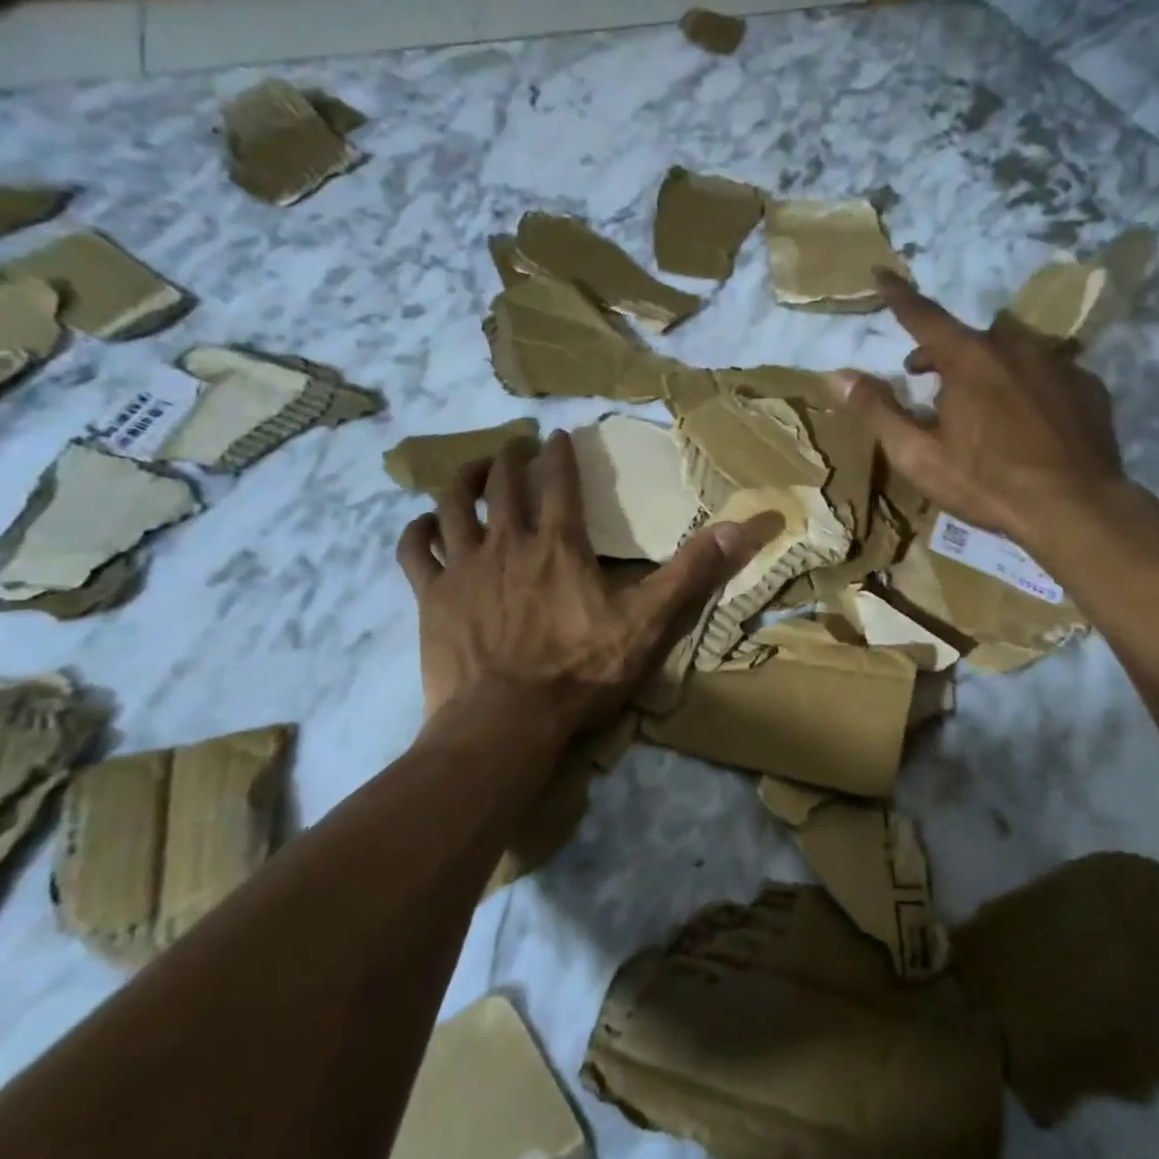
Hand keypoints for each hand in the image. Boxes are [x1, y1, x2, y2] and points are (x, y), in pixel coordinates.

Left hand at [397, 432, 769, 733]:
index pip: (560, 482)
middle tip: (515, 446)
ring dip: (462, 480)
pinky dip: (418, 531)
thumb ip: (691, 573)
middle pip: (502, 484)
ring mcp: (464, 568)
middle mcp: (508, 543)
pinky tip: (424, 525)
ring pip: (454, 506)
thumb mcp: (648, 623)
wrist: (506, 722)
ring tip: (472, 469)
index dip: (560, 454)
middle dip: (510, 457)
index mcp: (559, 545)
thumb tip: (743, 527)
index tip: (558, 436)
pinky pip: (415, 551)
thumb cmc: (580, 672)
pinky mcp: (432, 597)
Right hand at [833, 270, 1128, 546]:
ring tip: (981, 404)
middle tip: (928, 381)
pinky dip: (1027, 384)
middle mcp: (1015, 346)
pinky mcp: (1087, 385)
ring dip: (988, 366)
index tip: (880, 273)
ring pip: (1011, 349)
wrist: (1074, 508)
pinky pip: (1046, 371)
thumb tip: (840, 376)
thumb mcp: (918, 456)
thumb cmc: (986, 482)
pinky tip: (1027, 419)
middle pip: (969, 336)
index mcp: (969, 359)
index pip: (923, 315)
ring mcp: (1058, 362)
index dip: (897, 295)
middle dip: (942, 352)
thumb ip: (878, 411)